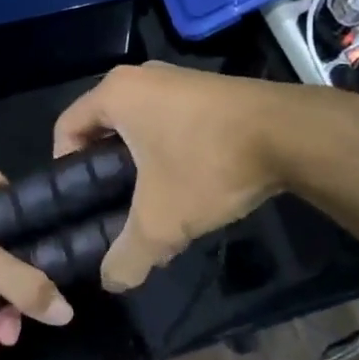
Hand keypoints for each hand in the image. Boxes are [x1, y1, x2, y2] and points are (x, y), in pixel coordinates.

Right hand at [53, 62, 298, 291]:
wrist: (293, 135)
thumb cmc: (208, 165)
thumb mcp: (161, 221)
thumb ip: (127, 256)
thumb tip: (111, 282)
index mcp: (115, 93)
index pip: (66, 127)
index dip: (65, 169)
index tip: (82, 204)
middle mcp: (141, 77)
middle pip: (102, 128)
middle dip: (106, 170)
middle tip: (115, 209)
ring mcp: (179, 79)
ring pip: (140, 126)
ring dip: (140, 163)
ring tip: (156, 202)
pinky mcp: (210, 90)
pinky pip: (172, 121)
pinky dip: (171, 151)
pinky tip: (191, 184)